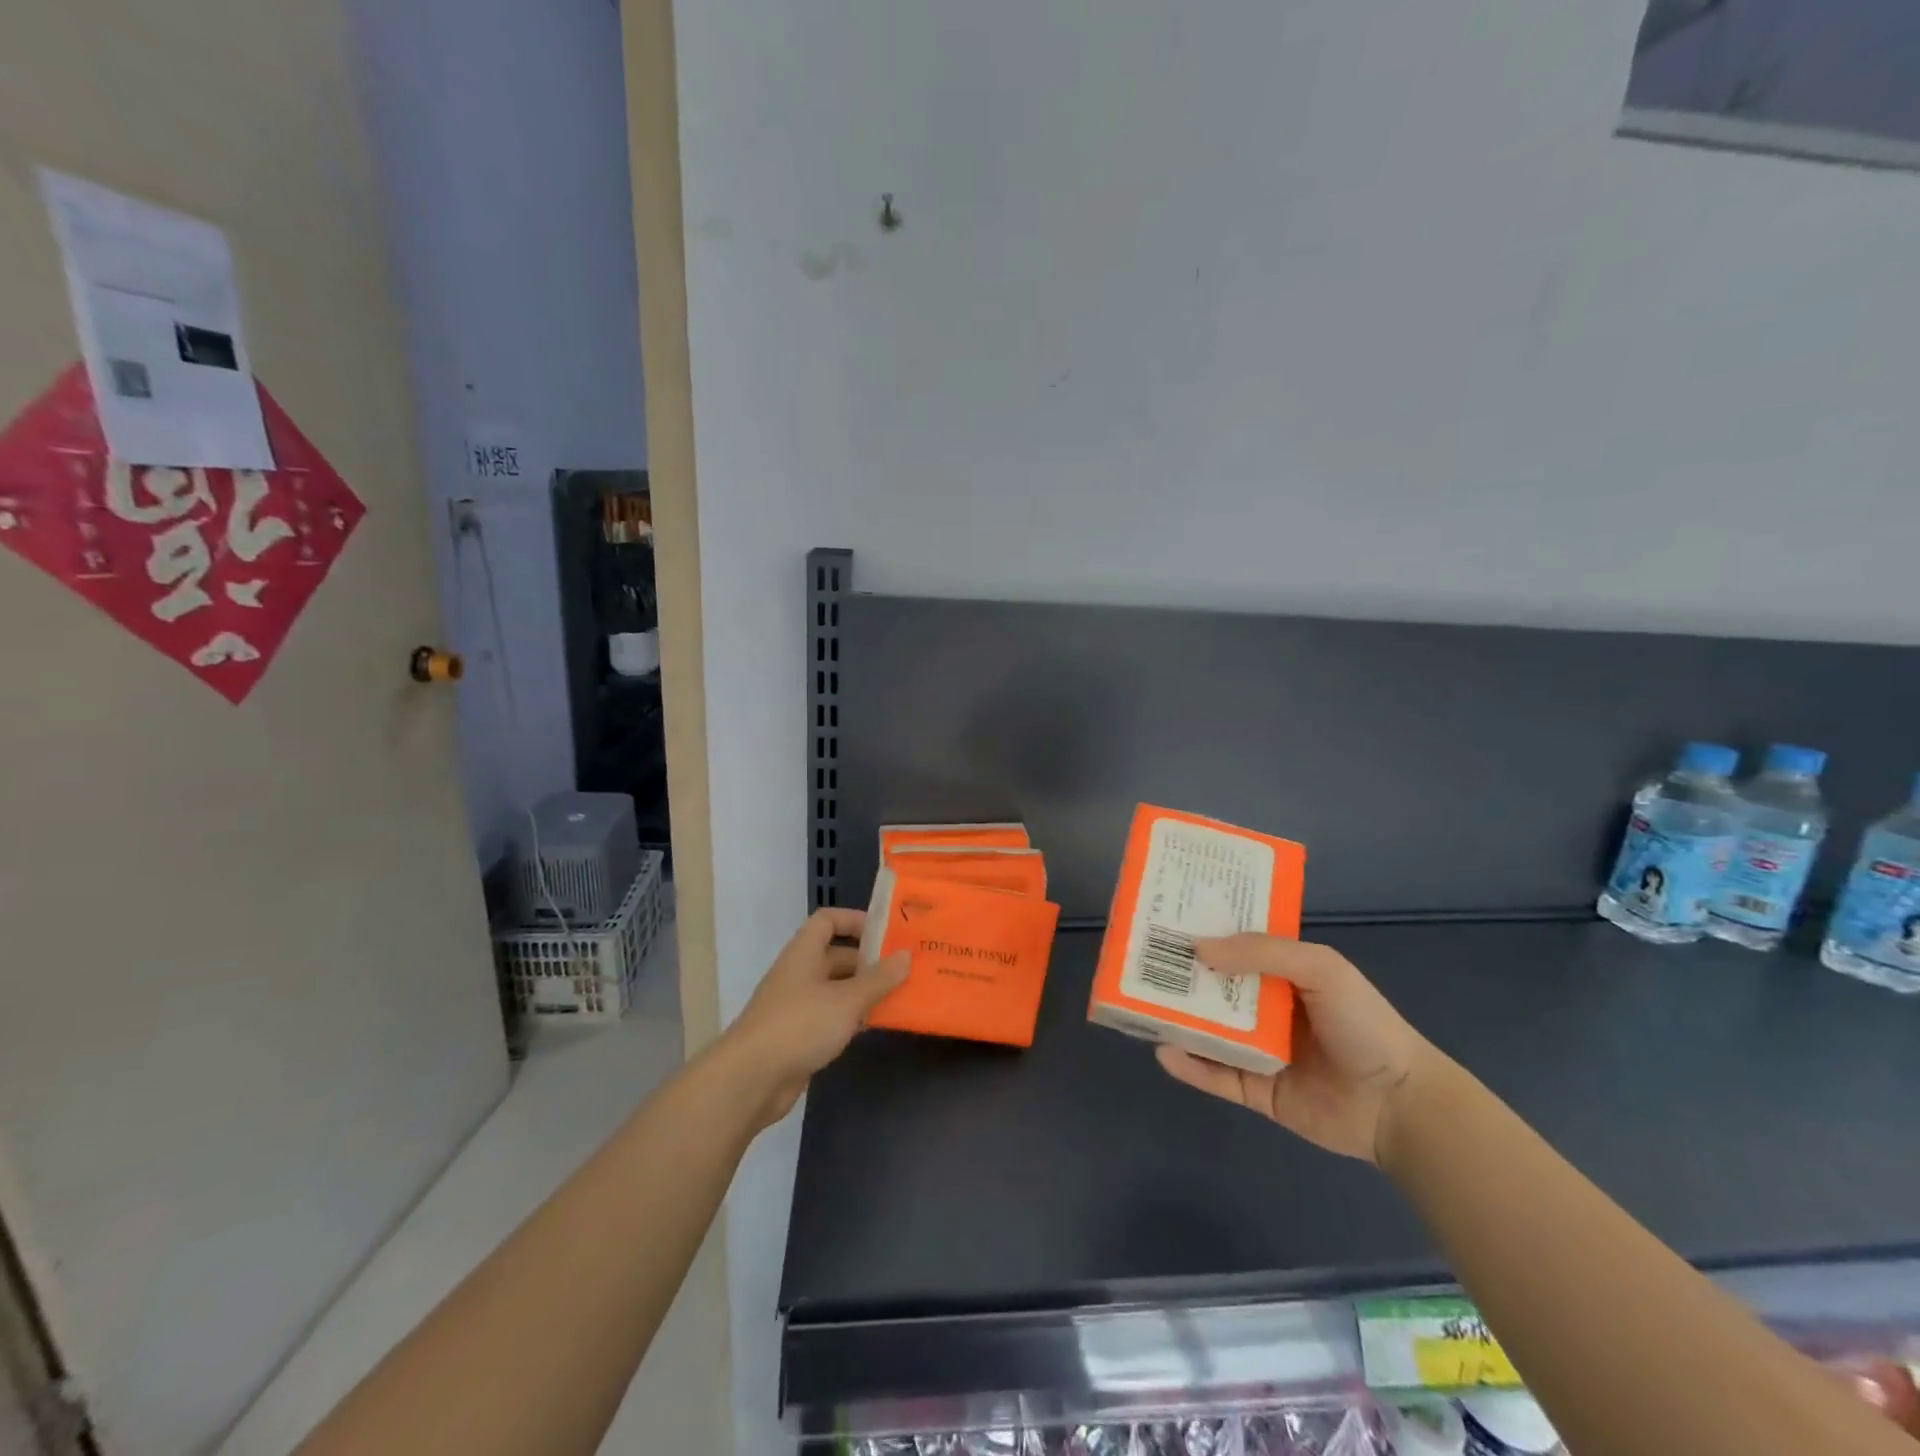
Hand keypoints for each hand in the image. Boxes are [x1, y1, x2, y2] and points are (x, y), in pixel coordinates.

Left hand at [722, 908, 909, 1127]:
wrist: (750, 1079)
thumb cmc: (800, 1025)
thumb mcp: (847, 999)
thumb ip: (879, 979)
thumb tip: (905, 956)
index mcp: (804, 953)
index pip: (828, 920)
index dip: (856, 920)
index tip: (887, 933)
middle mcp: (799, 973)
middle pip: (837, 956)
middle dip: (869, 961)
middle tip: (905, 969)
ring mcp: (797, 1006)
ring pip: (837, 989)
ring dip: (864, 992)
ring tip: (900, 996)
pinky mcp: (798, 1036)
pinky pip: (831, 1017)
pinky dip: (852, 1018)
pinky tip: (875, 1026)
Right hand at [1154, 935, 1438, 1164]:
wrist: (1399, 1104)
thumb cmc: (1363, 1024)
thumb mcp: (1320, 969)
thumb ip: (1262, 952)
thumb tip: (1199, 948)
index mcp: (1284, 974)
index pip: (1236, 946)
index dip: (1204, 932)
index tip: (1165, 919)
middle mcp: (1267, 1008)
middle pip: (1214, 988)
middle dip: (1180, 975)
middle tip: (1138, 960)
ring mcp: (1259, 1050)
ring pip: (1208, 1031)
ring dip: (1177, 1018)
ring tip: (1138, 1004)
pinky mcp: (1256, 1091)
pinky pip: (1215, 1076)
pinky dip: (1188, 1066)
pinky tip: (1163, 1051)